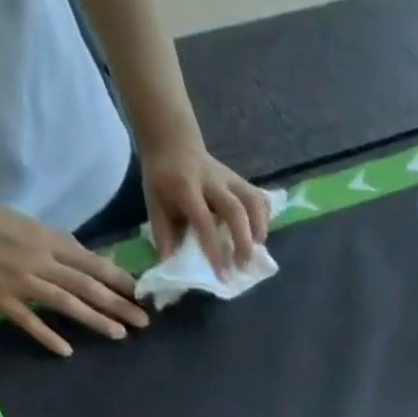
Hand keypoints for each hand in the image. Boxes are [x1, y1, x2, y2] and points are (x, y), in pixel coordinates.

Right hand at [0, 189, 145, 355]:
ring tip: (120, 335)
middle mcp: (37, 259)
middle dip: (119, 304)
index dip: (118, 279)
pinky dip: (48, 336)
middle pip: (86, 286)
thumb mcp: (23, 223)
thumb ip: (55, 243)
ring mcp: (19, 280)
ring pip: (66, 303)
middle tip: (144, 321)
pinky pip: (28, 321)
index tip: (141, 293)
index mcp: (43, 238)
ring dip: (96, 320)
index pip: (91, 262)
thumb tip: (88, 260)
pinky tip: (67, 351)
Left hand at [143, 144, 269, 271]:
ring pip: (252, 201)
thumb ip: (162, 231)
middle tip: (243, 266)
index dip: (214, 249)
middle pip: (235, 210)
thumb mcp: (153, 201)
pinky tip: (259, 234)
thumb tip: (171, 262)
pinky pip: (258, 197)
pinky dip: (264, 217)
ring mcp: (228, 178)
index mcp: (185, 187)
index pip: (204, 220)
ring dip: (260, 228)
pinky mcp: (239, 179)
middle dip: (243, 241)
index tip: (222, 275)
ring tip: (258, 250)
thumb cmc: (162, 178)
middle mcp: (210, 181)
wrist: (171, 141)